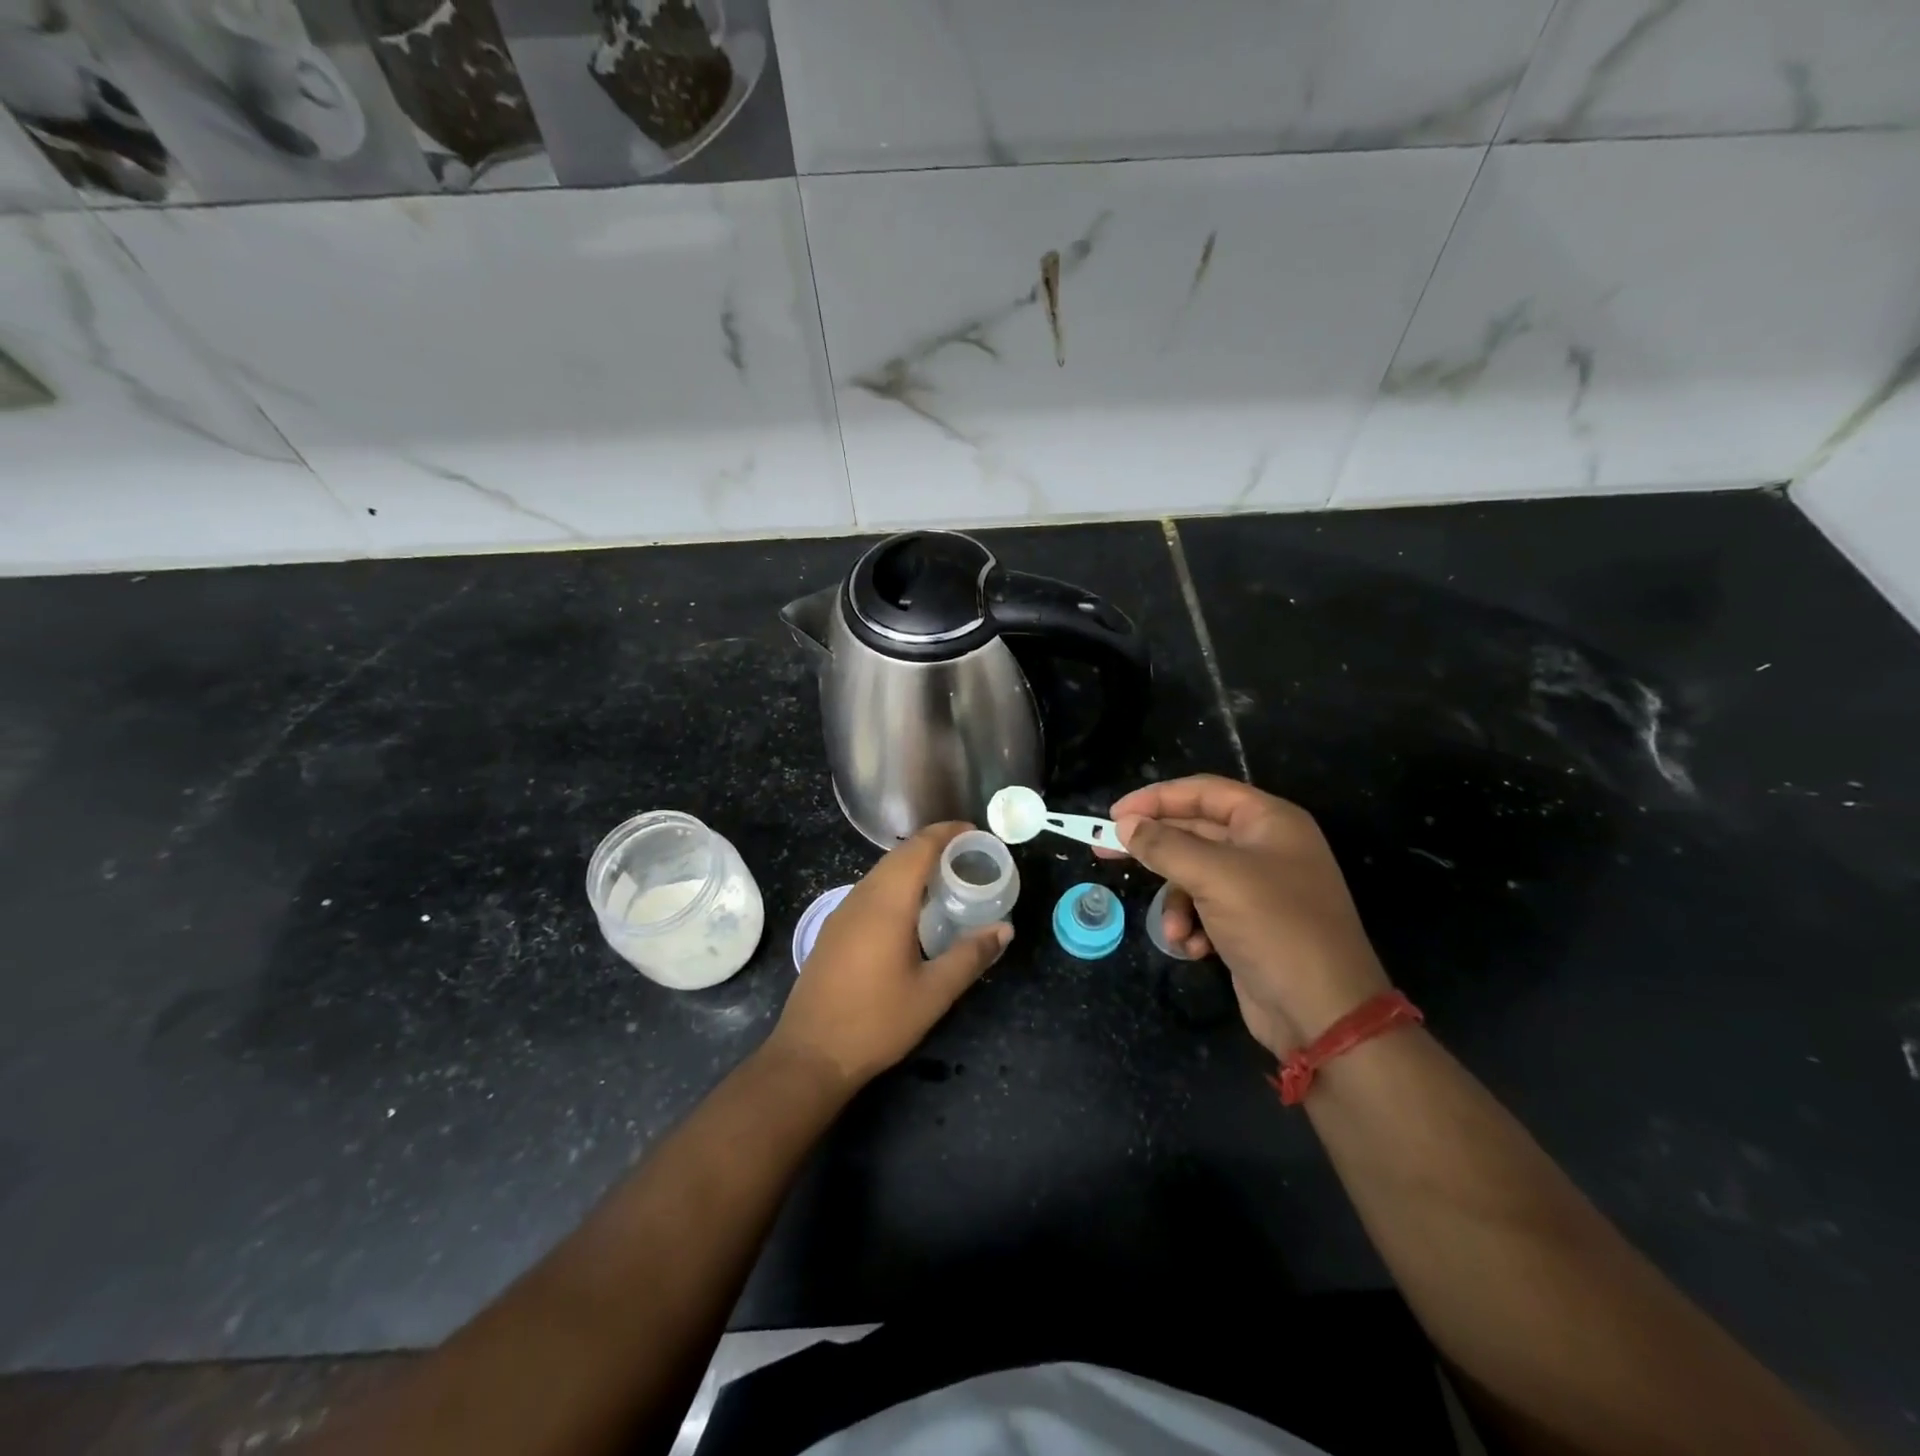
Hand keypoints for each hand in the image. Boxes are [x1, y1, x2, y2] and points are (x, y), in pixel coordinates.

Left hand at [769, 823, 1011, 1089]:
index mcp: (887, 903)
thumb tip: (1005, 929)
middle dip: (934, 846)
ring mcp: (842, 912)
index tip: (975, 833)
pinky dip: (896, 884)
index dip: (947, 833)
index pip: (918, 848)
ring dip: (913, 865)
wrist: (810, 1054)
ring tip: (946, 878)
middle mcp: (861, 897)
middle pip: (899, 855)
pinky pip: (870, 890)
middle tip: (969, 856)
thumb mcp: (933, 993)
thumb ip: (970, 956)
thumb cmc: (876, 1022)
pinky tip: (912, 909)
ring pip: (881, 872)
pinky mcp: (834, 929)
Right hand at [1110, 776, 1389, 1053]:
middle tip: (1105, 851)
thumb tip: (1125, 825)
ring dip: (1175, 901)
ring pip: (1193, 875)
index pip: (1203, 791)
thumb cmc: (1274, 926)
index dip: (1156, 798)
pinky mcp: (1249, 923)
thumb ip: (1164, 845)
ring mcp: (1258, 887)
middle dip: (1155, 848)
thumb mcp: (1214, 877)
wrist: (1323, 1012)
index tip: (1114, 814)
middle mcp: (1265, 847)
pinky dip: (1191, 925)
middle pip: (1195, 832)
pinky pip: (1205, 908)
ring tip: (1172, 929)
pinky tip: (1192, 948)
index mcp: (1269, 821)